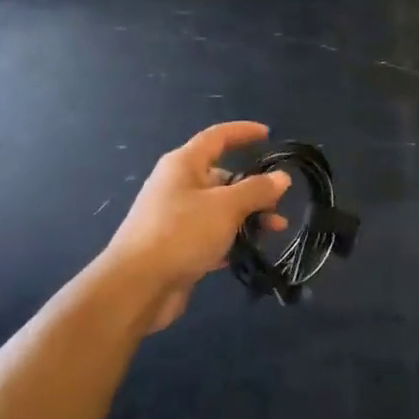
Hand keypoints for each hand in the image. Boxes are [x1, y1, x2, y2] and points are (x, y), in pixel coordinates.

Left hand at [105, 122, 290, 330]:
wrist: (137, 286)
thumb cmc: (181, 233)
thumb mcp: (226, 207)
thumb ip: (256, 190)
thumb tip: (282, 177)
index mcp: (183, 164)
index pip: (217, 137)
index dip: (243, 132)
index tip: (269, 134)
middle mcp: (178, 185)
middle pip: (222, 176)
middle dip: (254, 187)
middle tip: (278, 204)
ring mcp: (176, 217)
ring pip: (220, 208)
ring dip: (248, 216)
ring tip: (274, 231)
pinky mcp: (178, 245)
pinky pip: (212, 233)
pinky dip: (232, 238)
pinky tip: (250, 251)